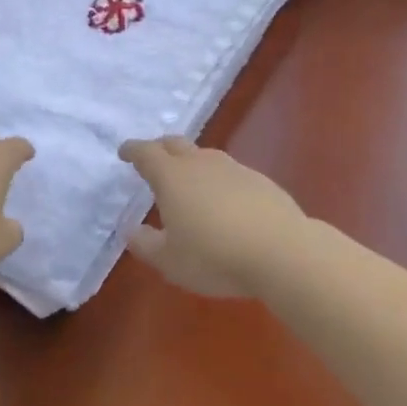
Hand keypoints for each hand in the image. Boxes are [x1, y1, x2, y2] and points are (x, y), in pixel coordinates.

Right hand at [119, 136, 307, 297]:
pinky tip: (223, 201)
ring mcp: (234, 169)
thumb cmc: (215, 256)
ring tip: (188, 181)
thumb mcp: (170, 261)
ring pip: (205, 156)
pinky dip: (218, 180)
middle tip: (152, 158)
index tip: (124, 152)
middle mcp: (202, 163)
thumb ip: (146, 244)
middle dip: (160, 147)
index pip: (146, 153)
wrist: (282, 251)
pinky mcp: (260, 180)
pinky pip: (230, 173)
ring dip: (191, 163)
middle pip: (176, 144)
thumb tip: (132, 230)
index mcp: (173, 177)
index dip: (133, 150)